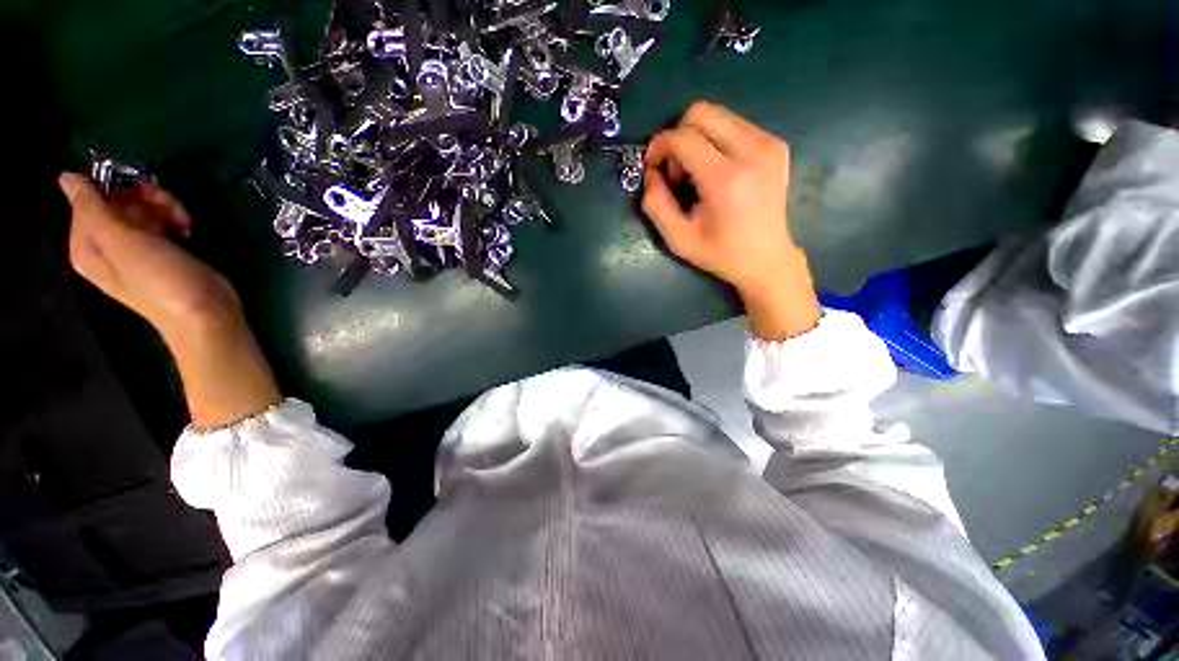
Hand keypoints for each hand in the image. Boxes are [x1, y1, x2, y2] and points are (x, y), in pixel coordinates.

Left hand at [61, 173, 238, 337]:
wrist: (205, 312)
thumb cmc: (159, 280)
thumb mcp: (120, 242)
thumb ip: (91, 208)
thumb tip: (66, 176)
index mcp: (87, 245)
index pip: (89, 198)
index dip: (113, 188)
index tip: (139, 188)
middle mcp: (107, 244)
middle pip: (118, 201)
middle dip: (143, 196)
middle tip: (166, 203)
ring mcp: (137, 248)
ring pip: (143, 208)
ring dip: (164, 206)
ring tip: (182, 219)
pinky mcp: (165, 249)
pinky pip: (162, 222)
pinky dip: (175, 218)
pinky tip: (187, 228)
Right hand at [643, 102, 819, 339]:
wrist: (767, 258)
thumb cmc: (720, 254)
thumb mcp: (678, 239)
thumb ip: (655, 204)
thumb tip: (650, 173)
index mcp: (726, 179)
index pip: (683, 137)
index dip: (659, 146)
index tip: (652, 166)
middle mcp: (752, 151)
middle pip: (701, 112)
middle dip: (678, 137)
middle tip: (676, 171)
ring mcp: (769, 144)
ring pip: (718, 115)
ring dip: (697, 138)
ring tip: (696, 173)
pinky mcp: (776, 144)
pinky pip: (735, 125)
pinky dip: (716, 141)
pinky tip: (716, 170)